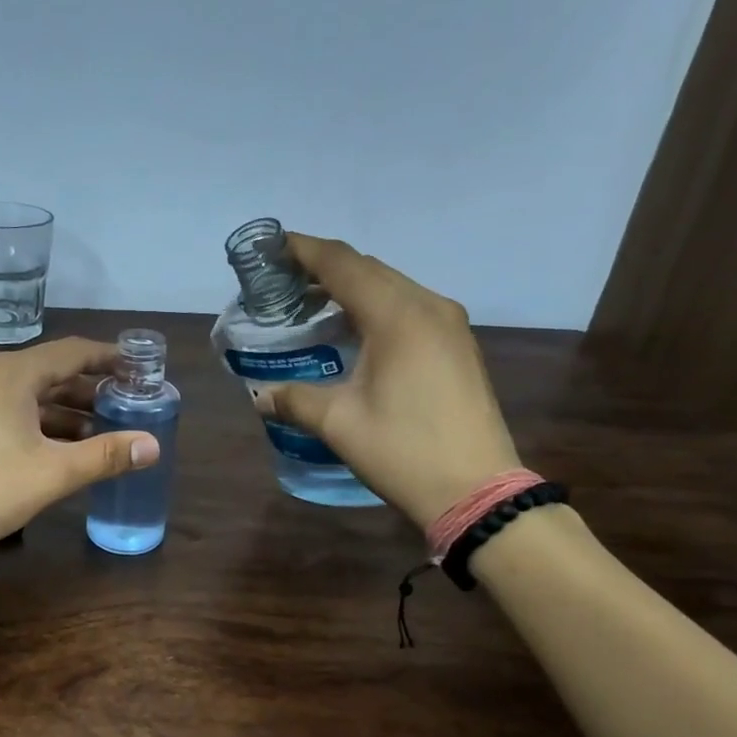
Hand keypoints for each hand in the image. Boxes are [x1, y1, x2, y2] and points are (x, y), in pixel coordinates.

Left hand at [0, 338, 160, 559]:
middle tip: (123, 405)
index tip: (137, 367)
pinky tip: (51, 447)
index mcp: (12, 373)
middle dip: (87, 389)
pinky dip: (33, 422)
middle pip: (48, 372)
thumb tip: (153, 445)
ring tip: (95, 432)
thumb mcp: (52, 473)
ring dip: (61, 411)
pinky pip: (3, 410)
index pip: (72, 351)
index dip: (108, 357)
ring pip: (24, 395)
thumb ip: (105, 455)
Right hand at [259, 233, 521, 529]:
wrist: (475, 489)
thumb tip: (260, 396)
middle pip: (369, 270)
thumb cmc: (403, 451)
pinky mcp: (458, 347)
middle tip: (283, 281)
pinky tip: (355, 332)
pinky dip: (376, 308)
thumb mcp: (339, 424)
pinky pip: (410, 309)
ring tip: (312, 304)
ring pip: (392, 287)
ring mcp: (450, 325)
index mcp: (397, 316)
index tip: (272, 247)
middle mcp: (428, 306)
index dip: (304, 251)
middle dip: (325, 268)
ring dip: (352, 288)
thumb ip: (295, 400)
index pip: (343, 265)